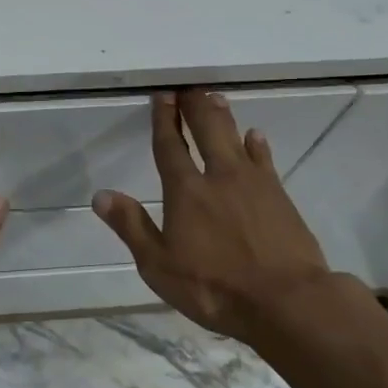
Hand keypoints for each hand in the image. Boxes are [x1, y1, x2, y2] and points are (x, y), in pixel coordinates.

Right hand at [93, 90, 368, 343]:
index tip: (162, 95)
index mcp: (186, 190)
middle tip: (189, 87)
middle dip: (194, 106)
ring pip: (235, 137)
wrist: (286, 301)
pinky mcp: (280, 196)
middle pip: (206, 129)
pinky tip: (255, 137)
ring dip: (222, 116)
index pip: (170, 145)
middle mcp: (219, 176)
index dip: (164, 119)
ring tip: (214, 98)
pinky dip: (257, 145)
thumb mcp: (159, 265)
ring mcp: (253, 183)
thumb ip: (131, 226)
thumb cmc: (214, 287)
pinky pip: (264, 160)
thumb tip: (101, 195)